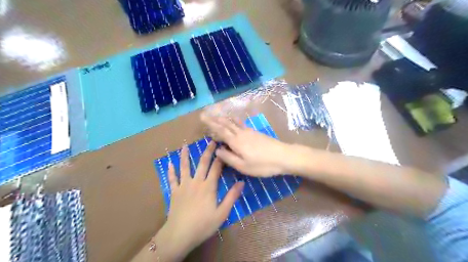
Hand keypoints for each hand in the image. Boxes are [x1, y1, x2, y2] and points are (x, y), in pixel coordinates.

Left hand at [157, 143, 245, 261]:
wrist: (180, 234)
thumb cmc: (203, 224)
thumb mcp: (222, 213)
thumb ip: (232, 197)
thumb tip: (242, 182)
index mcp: (209, 186)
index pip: (216, 167)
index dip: (221, 157)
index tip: (224, 147)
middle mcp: (196, 182)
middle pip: (202, 163)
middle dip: (207, 151)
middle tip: (210, 141)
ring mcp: (184, 185)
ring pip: (185, 167)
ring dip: (185, 156)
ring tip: (184, 146)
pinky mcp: (174, 191)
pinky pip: (172, 179)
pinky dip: (171, 171)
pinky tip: (169, 163)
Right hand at [203, 114, 291, 177]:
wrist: (283, 156)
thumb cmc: (262, 164)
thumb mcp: (243, 166)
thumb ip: (228, 157)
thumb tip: (217, 150)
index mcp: (236, 141)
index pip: (220, 130)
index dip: (210, 124)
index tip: (202, 117)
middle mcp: (241, 133)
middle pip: (226, 124)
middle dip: (216, 119)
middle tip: (207, 114)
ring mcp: (249, 132)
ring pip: (234, 122)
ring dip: (224, 119)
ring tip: (218, 115)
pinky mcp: (256, 133)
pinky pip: (241, 124)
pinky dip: (234, 121)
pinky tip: (235, 121)